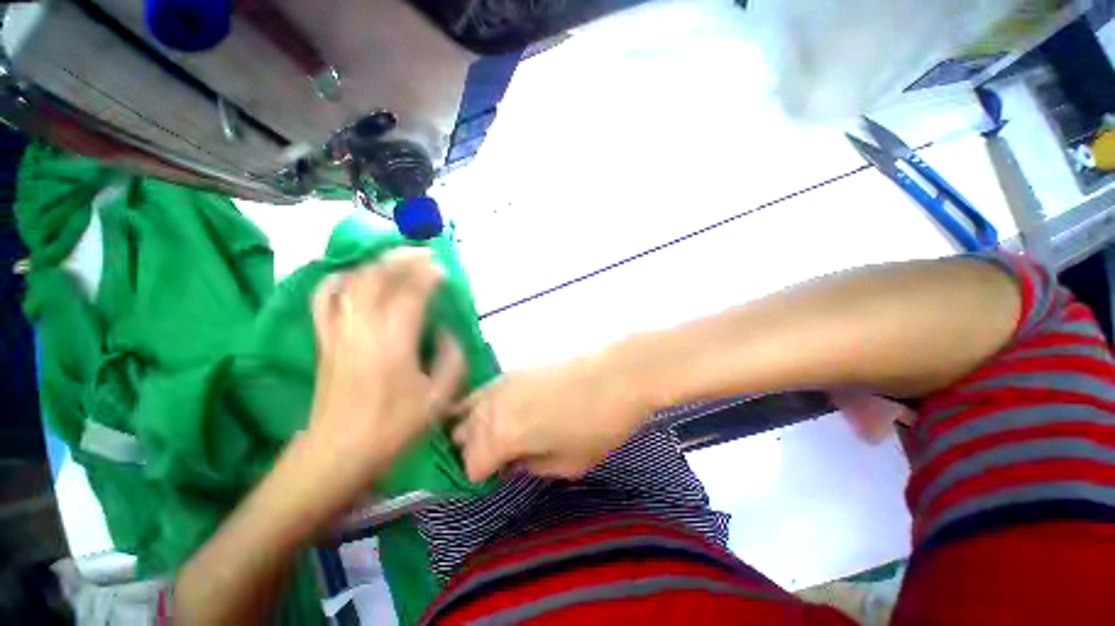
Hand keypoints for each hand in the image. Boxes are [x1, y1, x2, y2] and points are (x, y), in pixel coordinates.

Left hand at [306, 248, 464, 493]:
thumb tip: (446, 331)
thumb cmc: (393, 428)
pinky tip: (354, 275)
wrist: (337, 453)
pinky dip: (339, 278)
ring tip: (395, 259)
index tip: (442, 268)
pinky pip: (325, 297)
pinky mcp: (324, 339)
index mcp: (394, 343)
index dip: (427, 275)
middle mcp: (362, 329)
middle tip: (423, 253)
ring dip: (375, 264)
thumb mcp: (439, 397)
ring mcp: (337, 331)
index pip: (410, 294)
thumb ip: (452, 358)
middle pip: (377, 278)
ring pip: (352, 281)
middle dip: (402, 259)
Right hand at [453, 355, 649, 480]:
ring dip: (473, 425)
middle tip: (496, 459)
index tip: (498, 478)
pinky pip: (486, 390)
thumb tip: (512, 462)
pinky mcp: (516, 369)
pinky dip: (485, 404)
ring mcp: (503, 382)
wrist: (617, 375)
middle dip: (471, 451)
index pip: (470, 464)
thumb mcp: (567, 463)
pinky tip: (502, 410)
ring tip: (492, 435)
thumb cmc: (597, 425)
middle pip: (462, 433)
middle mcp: (492, 406)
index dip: (481, 476)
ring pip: (468, 408)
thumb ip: (530, 467)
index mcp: (501, 435)